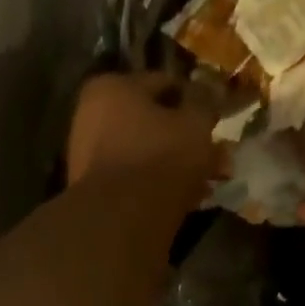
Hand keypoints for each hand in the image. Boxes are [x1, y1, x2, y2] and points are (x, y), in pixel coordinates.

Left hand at [67, 72, 219, 200]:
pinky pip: (135, 184)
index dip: (194, 101)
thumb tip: (211, 92)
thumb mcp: (194, 125)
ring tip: (204, 184)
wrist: (122, 221)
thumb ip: (205, 105)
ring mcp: (89, 160)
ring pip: (144, 157)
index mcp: (112, 87)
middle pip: (151, 124)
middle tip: (213, 157)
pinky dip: (157, 189)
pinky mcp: (95, 196)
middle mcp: (92, 117)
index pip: (163, 84)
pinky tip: (184, 202)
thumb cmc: (160, 159)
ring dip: (174, 168)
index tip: (215, 120)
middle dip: (184, 140)